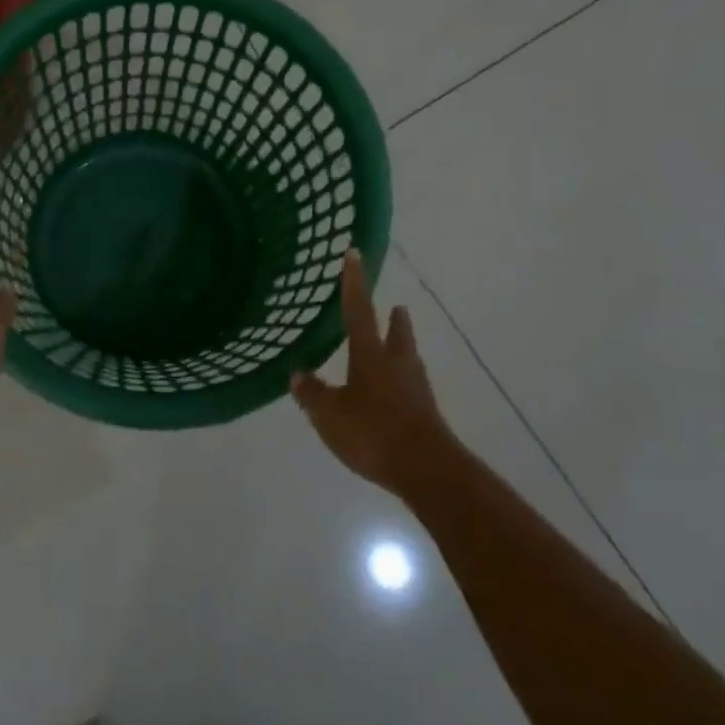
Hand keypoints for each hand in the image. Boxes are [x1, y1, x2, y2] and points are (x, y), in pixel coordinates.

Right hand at [290, 253, 457, 496]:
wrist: (427, 470)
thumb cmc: (373, 432)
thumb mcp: (330, 415)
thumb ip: (313, 394)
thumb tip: (298, 374)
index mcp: (370, 355)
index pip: (358, 310)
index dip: (354, 282)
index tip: (355, 254)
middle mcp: (396, 364)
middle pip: (397, 334)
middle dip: (394, 320)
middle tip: (396, 307)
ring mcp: (416, 389)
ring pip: (408, 359)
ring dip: (403, 347)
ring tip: (398, 344)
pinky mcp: (426, 414)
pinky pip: (412, 388)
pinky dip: (403, 382)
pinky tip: (396, 393)